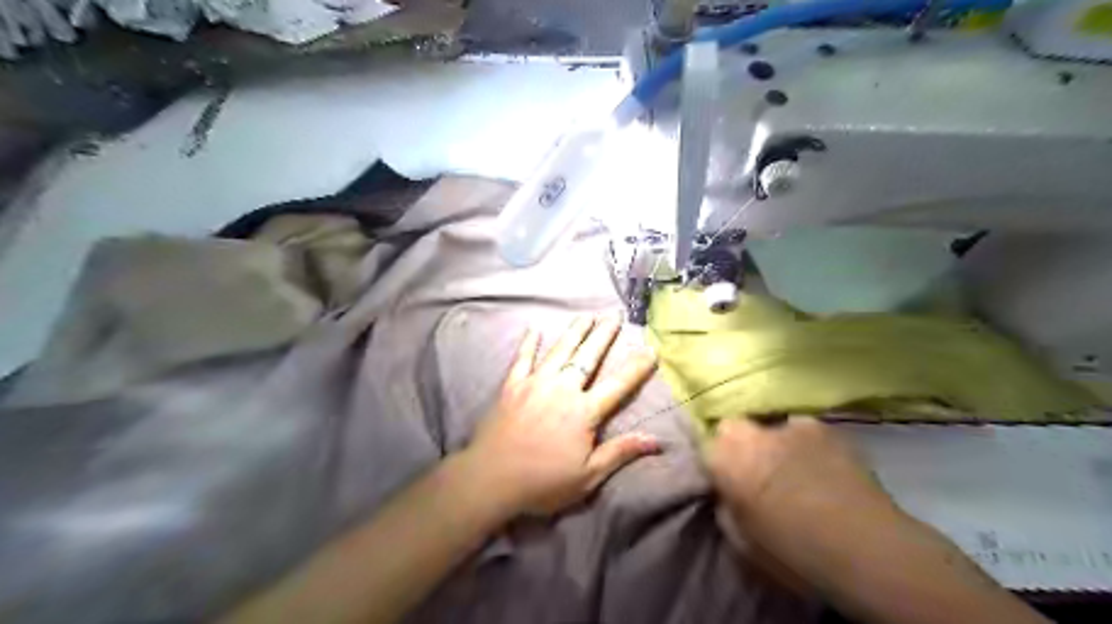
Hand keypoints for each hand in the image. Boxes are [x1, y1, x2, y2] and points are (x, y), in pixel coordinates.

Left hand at [458, 318, 657, 515]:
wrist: (491, 478)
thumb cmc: (543, 482)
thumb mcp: (588, 476)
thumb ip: (620, 453)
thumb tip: (656, 441)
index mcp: (584, 411)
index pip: (618, 385)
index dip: (636, 367)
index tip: (650, 349)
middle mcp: (562, 389)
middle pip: (588, 356)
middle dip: (604, 334)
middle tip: (615, 314)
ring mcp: (535, 383)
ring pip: (559, 350)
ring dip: (575, 331)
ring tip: (586, 315)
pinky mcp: (512, 386)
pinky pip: (522, 358)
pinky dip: (529, 342)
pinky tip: (534, 328)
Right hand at [708, 417, 897, 533]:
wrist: (863, 547)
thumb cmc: (793, 552)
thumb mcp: (742, 543)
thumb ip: (727, 509)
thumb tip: (729, 496)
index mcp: (725, 460)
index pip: (705, 447)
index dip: (715, 463)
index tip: (726, 480)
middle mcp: (752, 434)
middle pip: (733, 428)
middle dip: (740, 445)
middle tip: (755, 472)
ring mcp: (790, 427)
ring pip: (771, 428)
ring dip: (776, 444)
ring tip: (794, 469)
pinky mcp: (825, 428)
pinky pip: (805, 432)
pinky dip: (807, 445)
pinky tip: (823, 466)